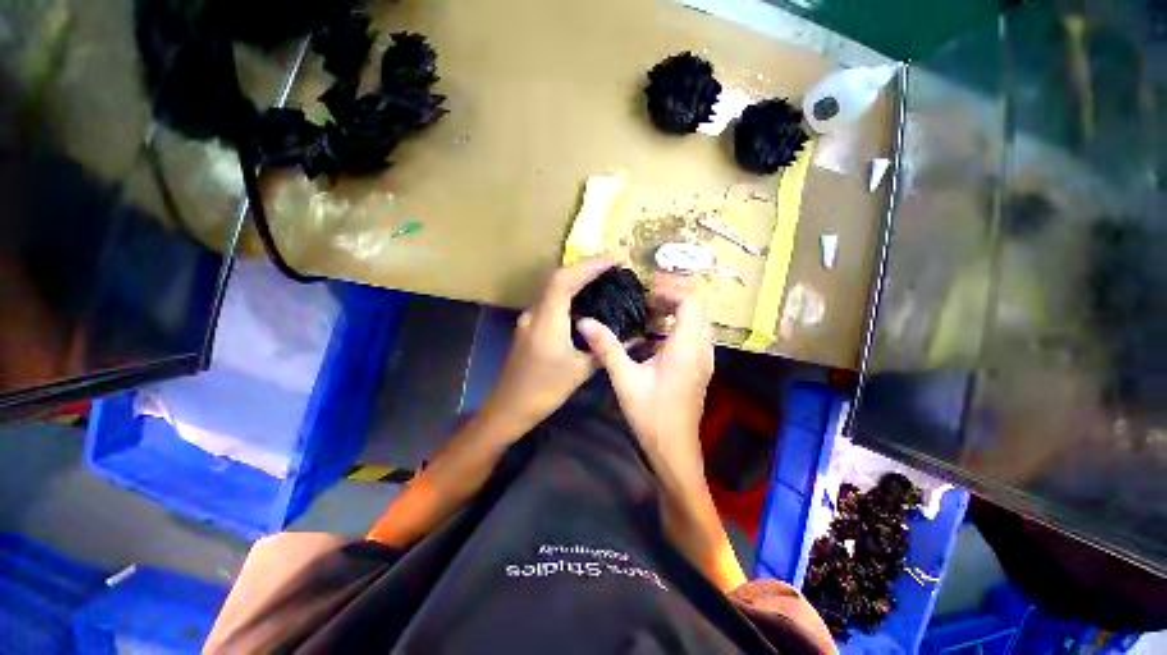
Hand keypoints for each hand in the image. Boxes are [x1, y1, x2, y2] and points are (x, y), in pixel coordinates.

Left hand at [482, 256, 614, 436]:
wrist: (508, 408)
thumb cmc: (544, 391)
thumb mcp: (580, 372)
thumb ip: (605, 350)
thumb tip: (634, 338)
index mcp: (547, 321)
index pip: (566, 280)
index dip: (590, 265)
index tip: (616, 258)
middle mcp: (535, 313)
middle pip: (559, 278)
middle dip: (587, 267)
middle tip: (615, 265)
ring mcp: (530, 318)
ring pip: (554, 289)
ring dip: (578, 279)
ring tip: (605, 277)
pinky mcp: (530, 326)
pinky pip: (552, 302)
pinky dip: (570, 294)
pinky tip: (586, 300)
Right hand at [577, 296, 713, 466]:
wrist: (674, 450)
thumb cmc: (651, 415)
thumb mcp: (624, 380)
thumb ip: (607, 348)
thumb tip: (585, 322)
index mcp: (686, 349)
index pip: (691, 304)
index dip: (671, 293)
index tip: (646, 296)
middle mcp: (701, 351)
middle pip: (698, 311)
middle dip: (674, 301)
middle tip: (646, 304)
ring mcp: (704, 362)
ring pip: (699, 325)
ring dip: (678, 315)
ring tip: (650, 317)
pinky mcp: (701, 371)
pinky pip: (697, 339)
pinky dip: (681, 330)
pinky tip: (657, 341)